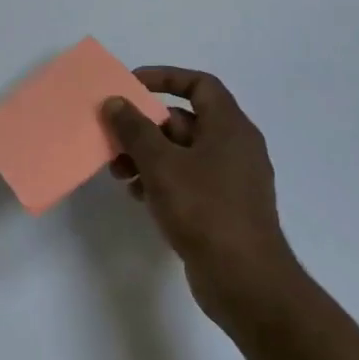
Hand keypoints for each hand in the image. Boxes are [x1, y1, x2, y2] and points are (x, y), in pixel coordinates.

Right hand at [103, 69, 297, 332]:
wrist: (246, 282)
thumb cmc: (205, 210)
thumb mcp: (161, 164)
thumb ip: (134, 129)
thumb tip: (115, 101)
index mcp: (230, 128)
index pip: (199, 84)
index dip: (164, 78)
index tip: (130, 84)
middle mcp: (235, 148)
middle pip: (184, 120)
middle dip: (144, 126)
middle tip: (112, 136)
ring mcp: (230, 180)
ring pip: (181, 153)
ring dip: (146, 156)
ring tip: (118, 172)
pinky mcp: (222, 208)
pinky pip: (186, 180)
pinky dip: (159, 180)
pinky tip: (136, 195)